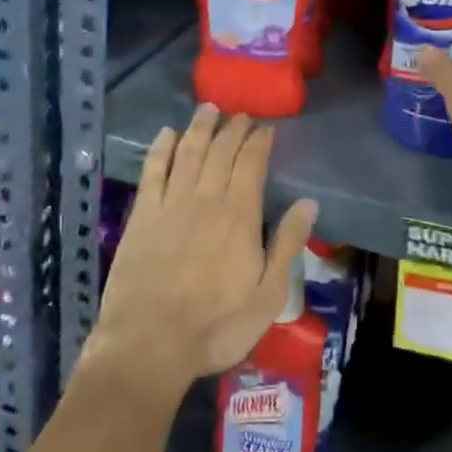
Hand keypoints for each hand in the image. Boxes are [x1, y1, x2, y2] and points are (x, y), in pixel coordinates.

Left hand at [84, 105, 318, 395]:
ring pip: (189, 151)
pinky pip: (153, 169)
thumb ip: (287, 245)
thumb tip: (308, 203)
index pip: (252, 164)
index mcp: (239, 215)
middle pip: (221, 151)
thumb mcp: (268, 295)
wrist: (151, 342)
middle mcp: (206, 198)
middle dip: (233, 129)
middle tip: (241, 115)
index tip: (265, 128)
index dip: (259, 142)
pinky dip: (162, 148)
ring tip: (209, 109)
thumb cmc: (217, 325)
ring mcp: (171, 203)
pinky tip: (167, 134)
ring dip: (200, 127)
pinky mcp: (143, 214)